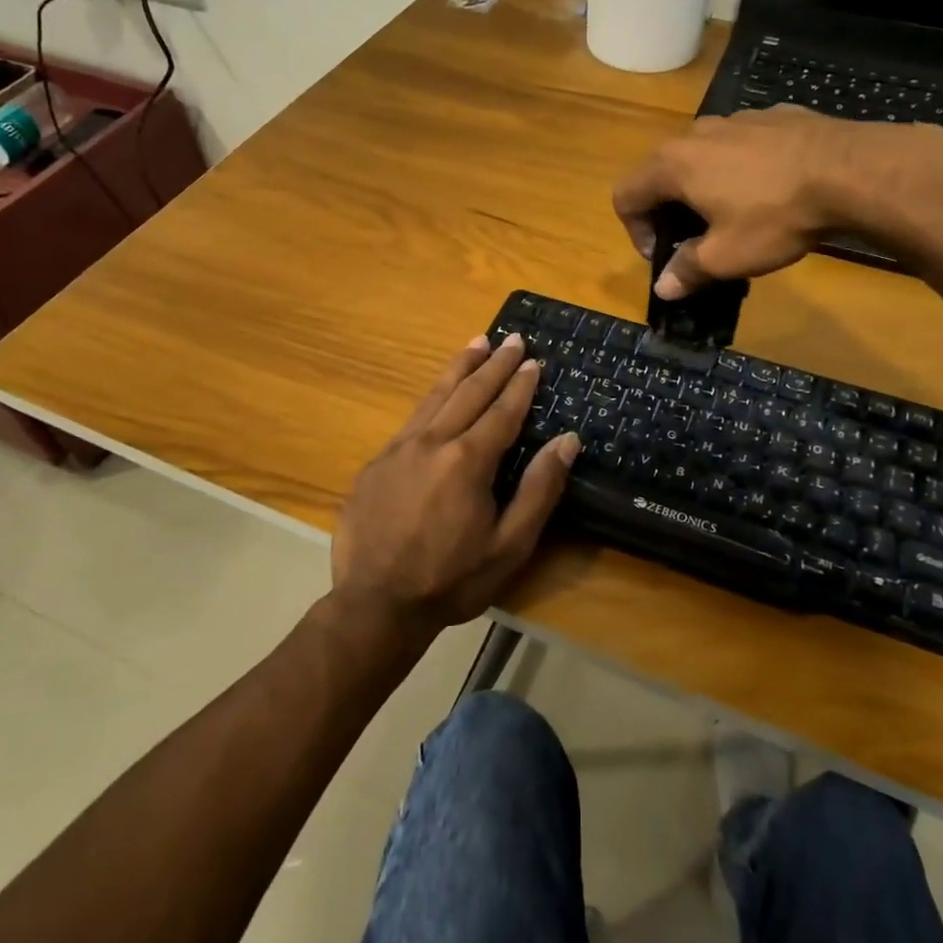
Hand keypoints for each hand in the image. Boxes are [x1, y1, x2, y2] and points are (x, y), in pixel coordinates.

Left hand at [330, 333, 578, 638]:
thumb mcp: (509, 545)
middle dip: (493, 364)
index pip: (502, 411)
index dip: (520, 384)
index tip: (533, 359)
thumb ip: (539, 489)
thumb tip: (566, 440)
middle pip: (469, 392)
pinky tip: (438, 393)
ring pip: (435, 396)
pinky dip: (431, 396)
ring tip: (476, 343)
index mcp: (468, 460)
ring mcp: (398, 449)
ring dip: (459, 367)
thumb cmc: (451, 580)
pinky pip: (411, 418)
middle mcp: (432, 442)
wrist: (375, 605)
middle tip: (511, 338)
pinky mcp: (376, 463)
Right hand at [613, 106, 942, 297]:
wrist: (852, 171)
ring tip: (737, 214)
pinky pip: (743, 144)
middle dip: (669, 210)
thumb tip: (663, 288)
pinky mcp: (776, 115)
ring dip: (705, 187)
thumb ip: (687, 270)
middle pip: (662, 172)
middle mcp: (697, 133)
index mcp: (673, 165)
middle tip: (695, 240)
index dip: (635, 232)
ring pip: (703, 155)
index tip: (663, 256)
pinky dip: (743, 168)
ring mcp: (738, 118)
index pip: (626, 196)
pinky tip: (774, 190)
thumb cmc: (775, 216)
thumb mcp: (726, 256)